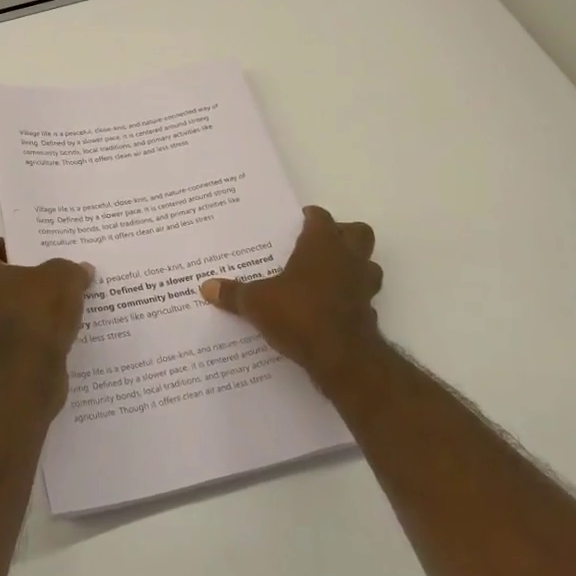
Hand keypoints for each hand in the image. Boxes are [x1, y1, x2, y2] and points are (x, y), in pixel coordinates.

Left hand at [0, 234, 92, 411]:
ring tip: (62, 316)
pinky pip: (15, 348)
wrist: (20, 382)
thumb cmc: (35, 317)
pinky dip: (32, 346)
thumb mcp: (64, 280)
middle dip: (20, 284)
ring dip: (27, 317)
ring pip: (4, 318)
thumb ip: (71, 271)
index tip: (17, 251)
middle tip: (52, 284)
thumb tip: (81, 270)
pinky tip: (60, 344)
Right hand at [200, 206, 383, 392]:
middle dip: (343, 234)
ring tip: (328, 276)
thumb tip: (206, 286)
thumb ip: (234, 294)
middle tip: (319, 245)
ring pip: (368, 264)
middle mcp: (348, 258)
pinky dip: (351, 299)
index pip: (320, 218)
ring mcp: (363, 286)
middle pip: (357, 233)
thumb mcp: (257, 302)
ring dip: (353, 266)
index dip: (311, 217)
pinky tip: (331, 309)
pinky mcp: (369, 313)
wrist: (342, 357)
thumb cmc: (299, 314)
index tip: (299, 221)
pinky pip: (363, 297)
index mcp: (322, 244)